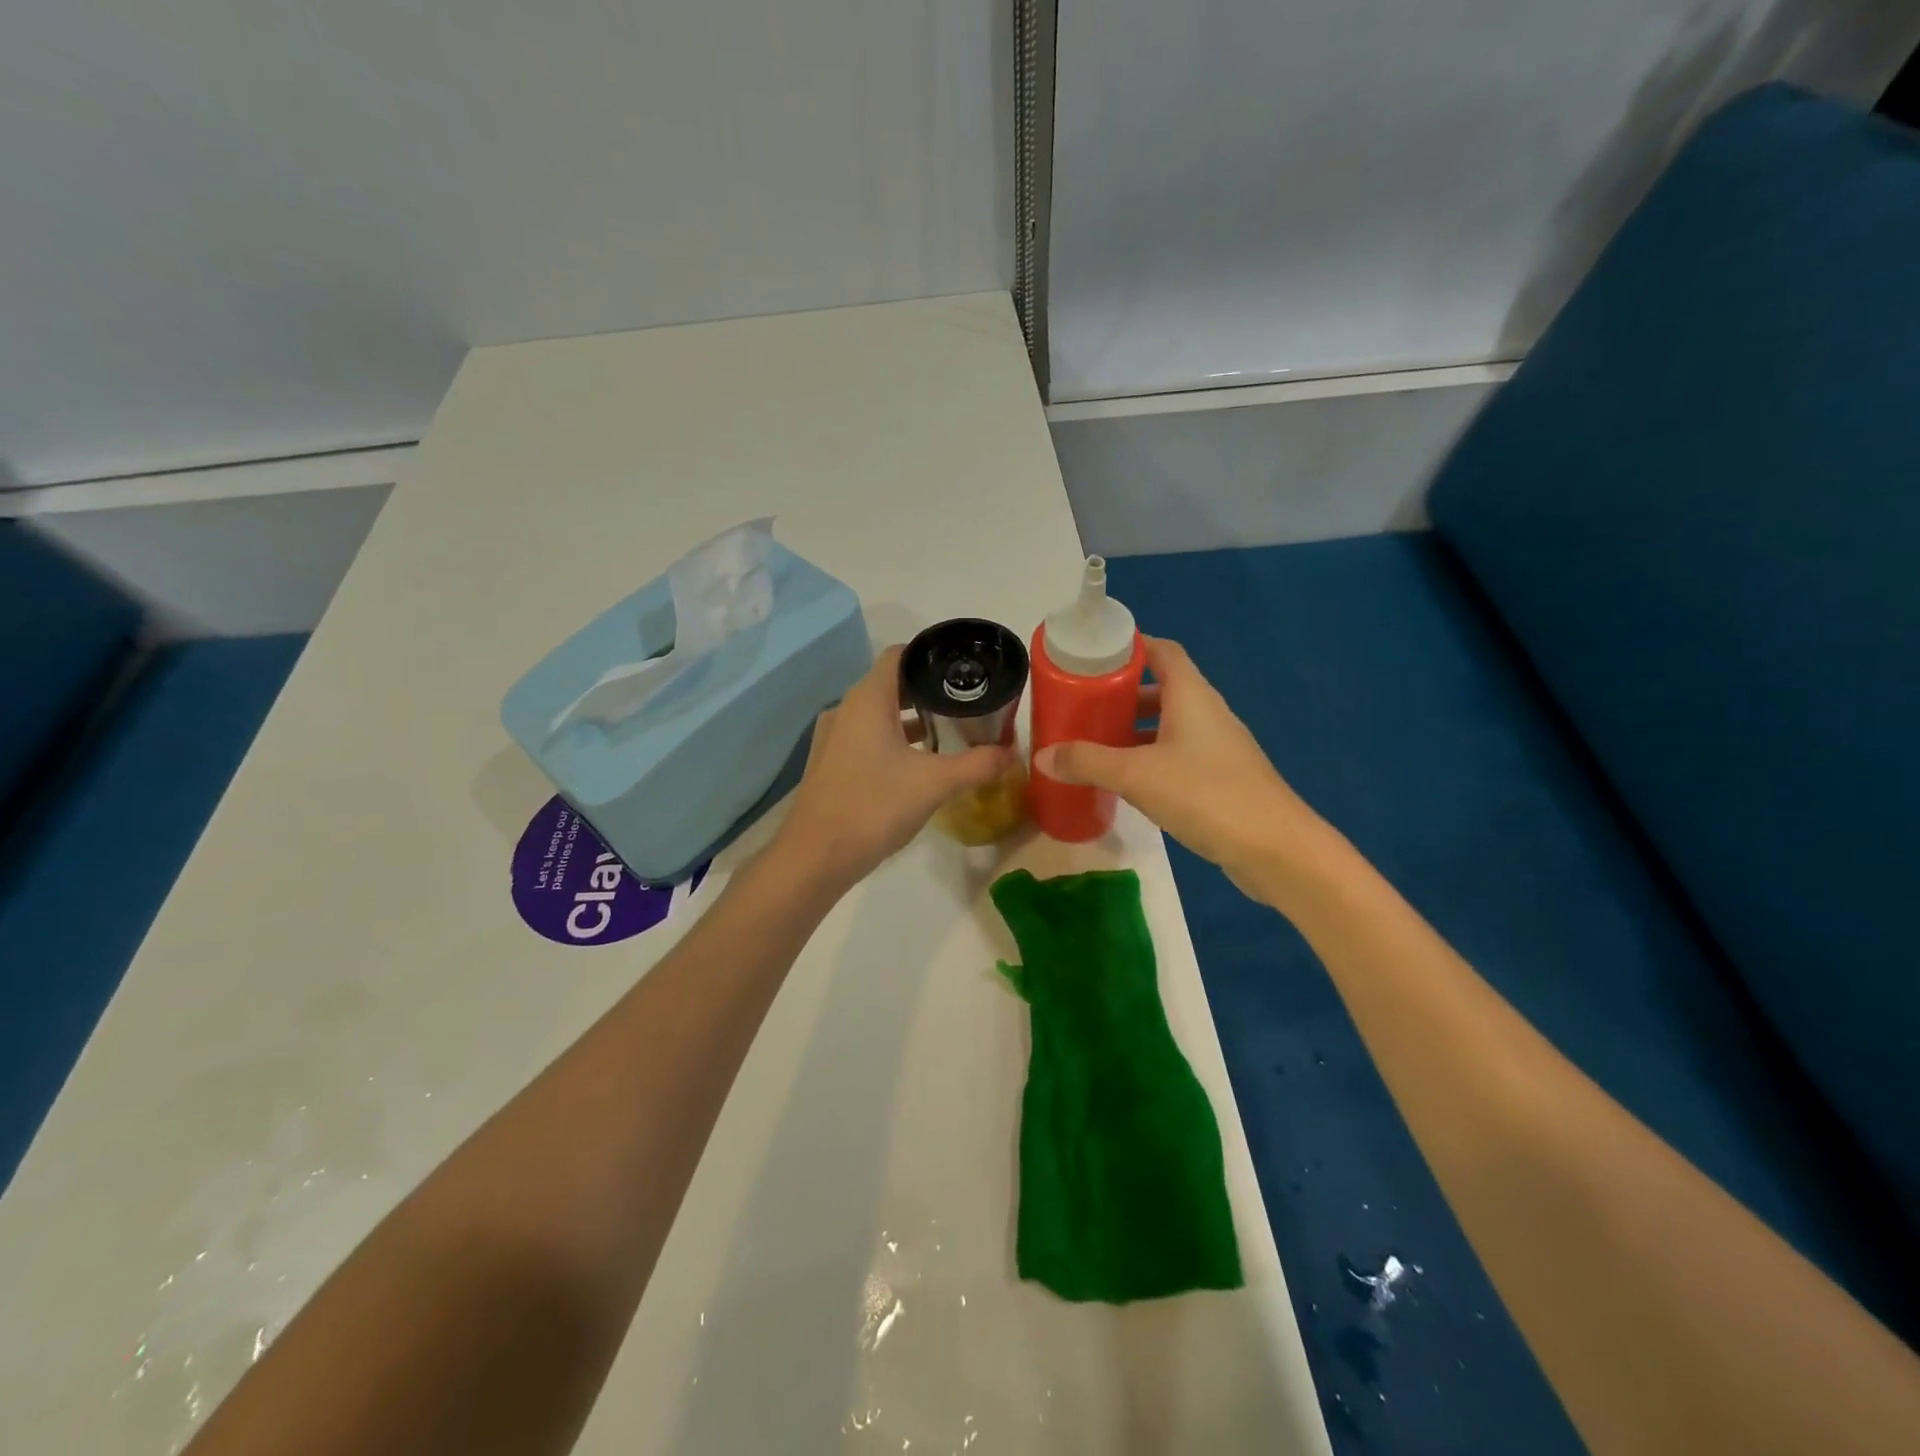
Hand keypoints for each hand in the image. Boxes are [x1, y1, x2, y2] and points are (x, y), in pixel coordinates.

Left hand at [775, 645, 1012, 888]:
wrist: (815, 856)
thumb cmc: (874, 806)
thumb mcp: (934, 784)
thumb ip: (976, 764)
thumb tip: (1011, 753)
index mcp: (868, 700)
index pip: (899, 654)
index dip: (931, 655)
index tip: (963, 669)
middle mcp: (846, 709)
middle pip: (891, 684)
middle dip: (928, 690)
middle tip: (966, 702)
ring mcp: (834, 738)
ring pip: (878, 714)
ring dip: (911, 719)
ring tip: (949, 731)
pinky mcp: (831, 764)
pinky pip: (866, 738)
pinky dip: (893, 741)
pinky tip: (918, 764)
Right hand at [1033, 637, 1332, 898]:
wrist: (1275, 848)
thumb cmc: (1206, 794)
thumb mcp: (1136, 775)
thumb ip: (1087, 762)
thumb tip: (1043, 755)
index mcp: (1192, 696)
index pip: (1163, 651)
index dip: (1131, 646)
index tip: (1095, 655)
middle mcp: (1208, 713)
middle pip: (1163, 688)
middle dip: (1124, 694)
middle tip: (1084, 704)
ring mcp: (1219, 747)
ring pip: (1170, 725)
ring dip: (1136, 729)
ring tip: (1096, 742)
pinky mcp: (1222, 779)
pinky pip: (1179, 754)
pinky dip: (1151, 757)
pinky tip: (1128, 780)